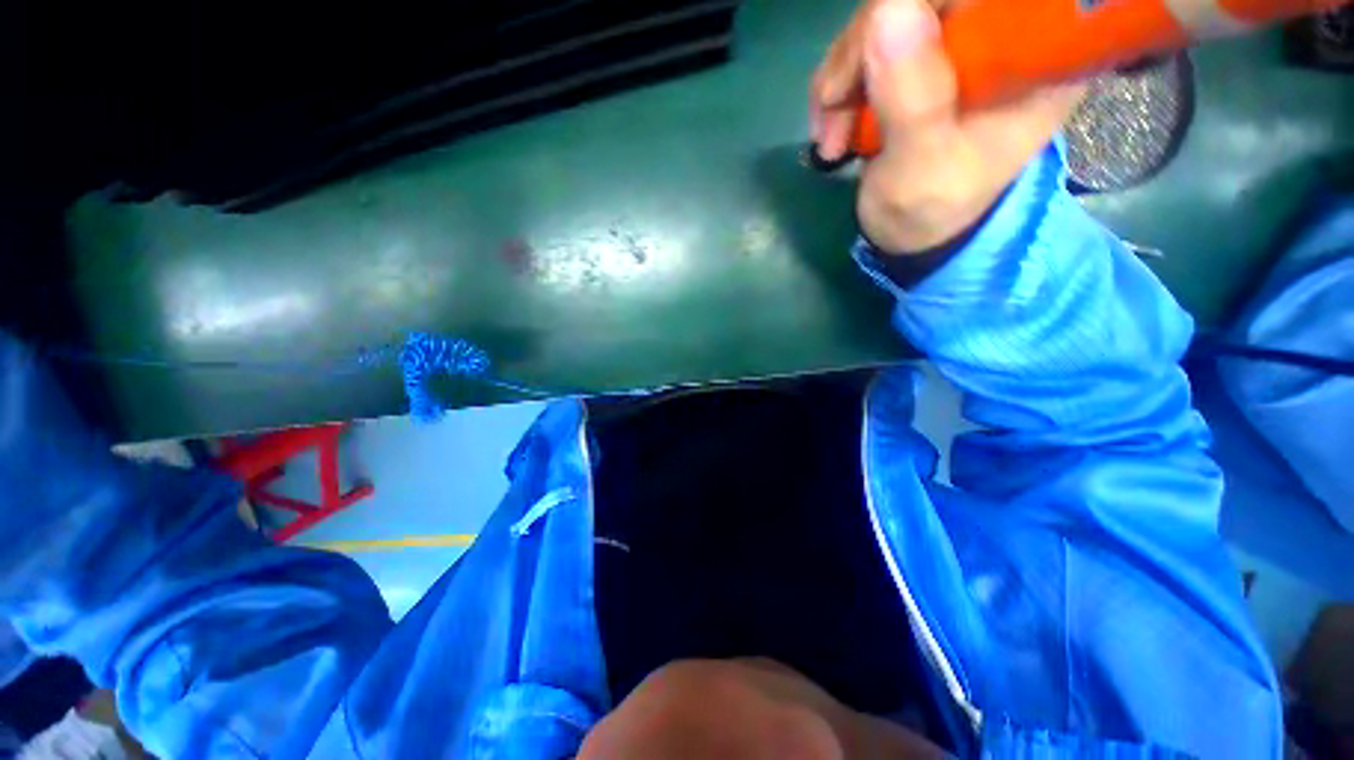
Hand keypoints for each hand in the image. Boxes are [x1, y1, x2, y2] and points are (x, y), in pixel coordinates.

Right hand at [811, 0, 1083, 252]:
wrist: (909, 231)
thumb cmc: (929, 211)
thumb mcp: (922, 169)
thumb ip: (913, 100)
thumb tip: (888, 9)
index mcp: (1036, 57)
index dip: (926, 4)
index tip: (878, 41)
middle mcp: (1002, 34)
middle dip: (866, 44)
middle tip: (833, 105)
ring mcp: (957, 40)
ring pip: (890, 12)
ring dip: (843, 72)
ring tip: (830, 135)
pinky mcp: (921, 53)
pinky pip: (870, 38)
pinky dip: (840, 81)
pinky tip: (831, 124)